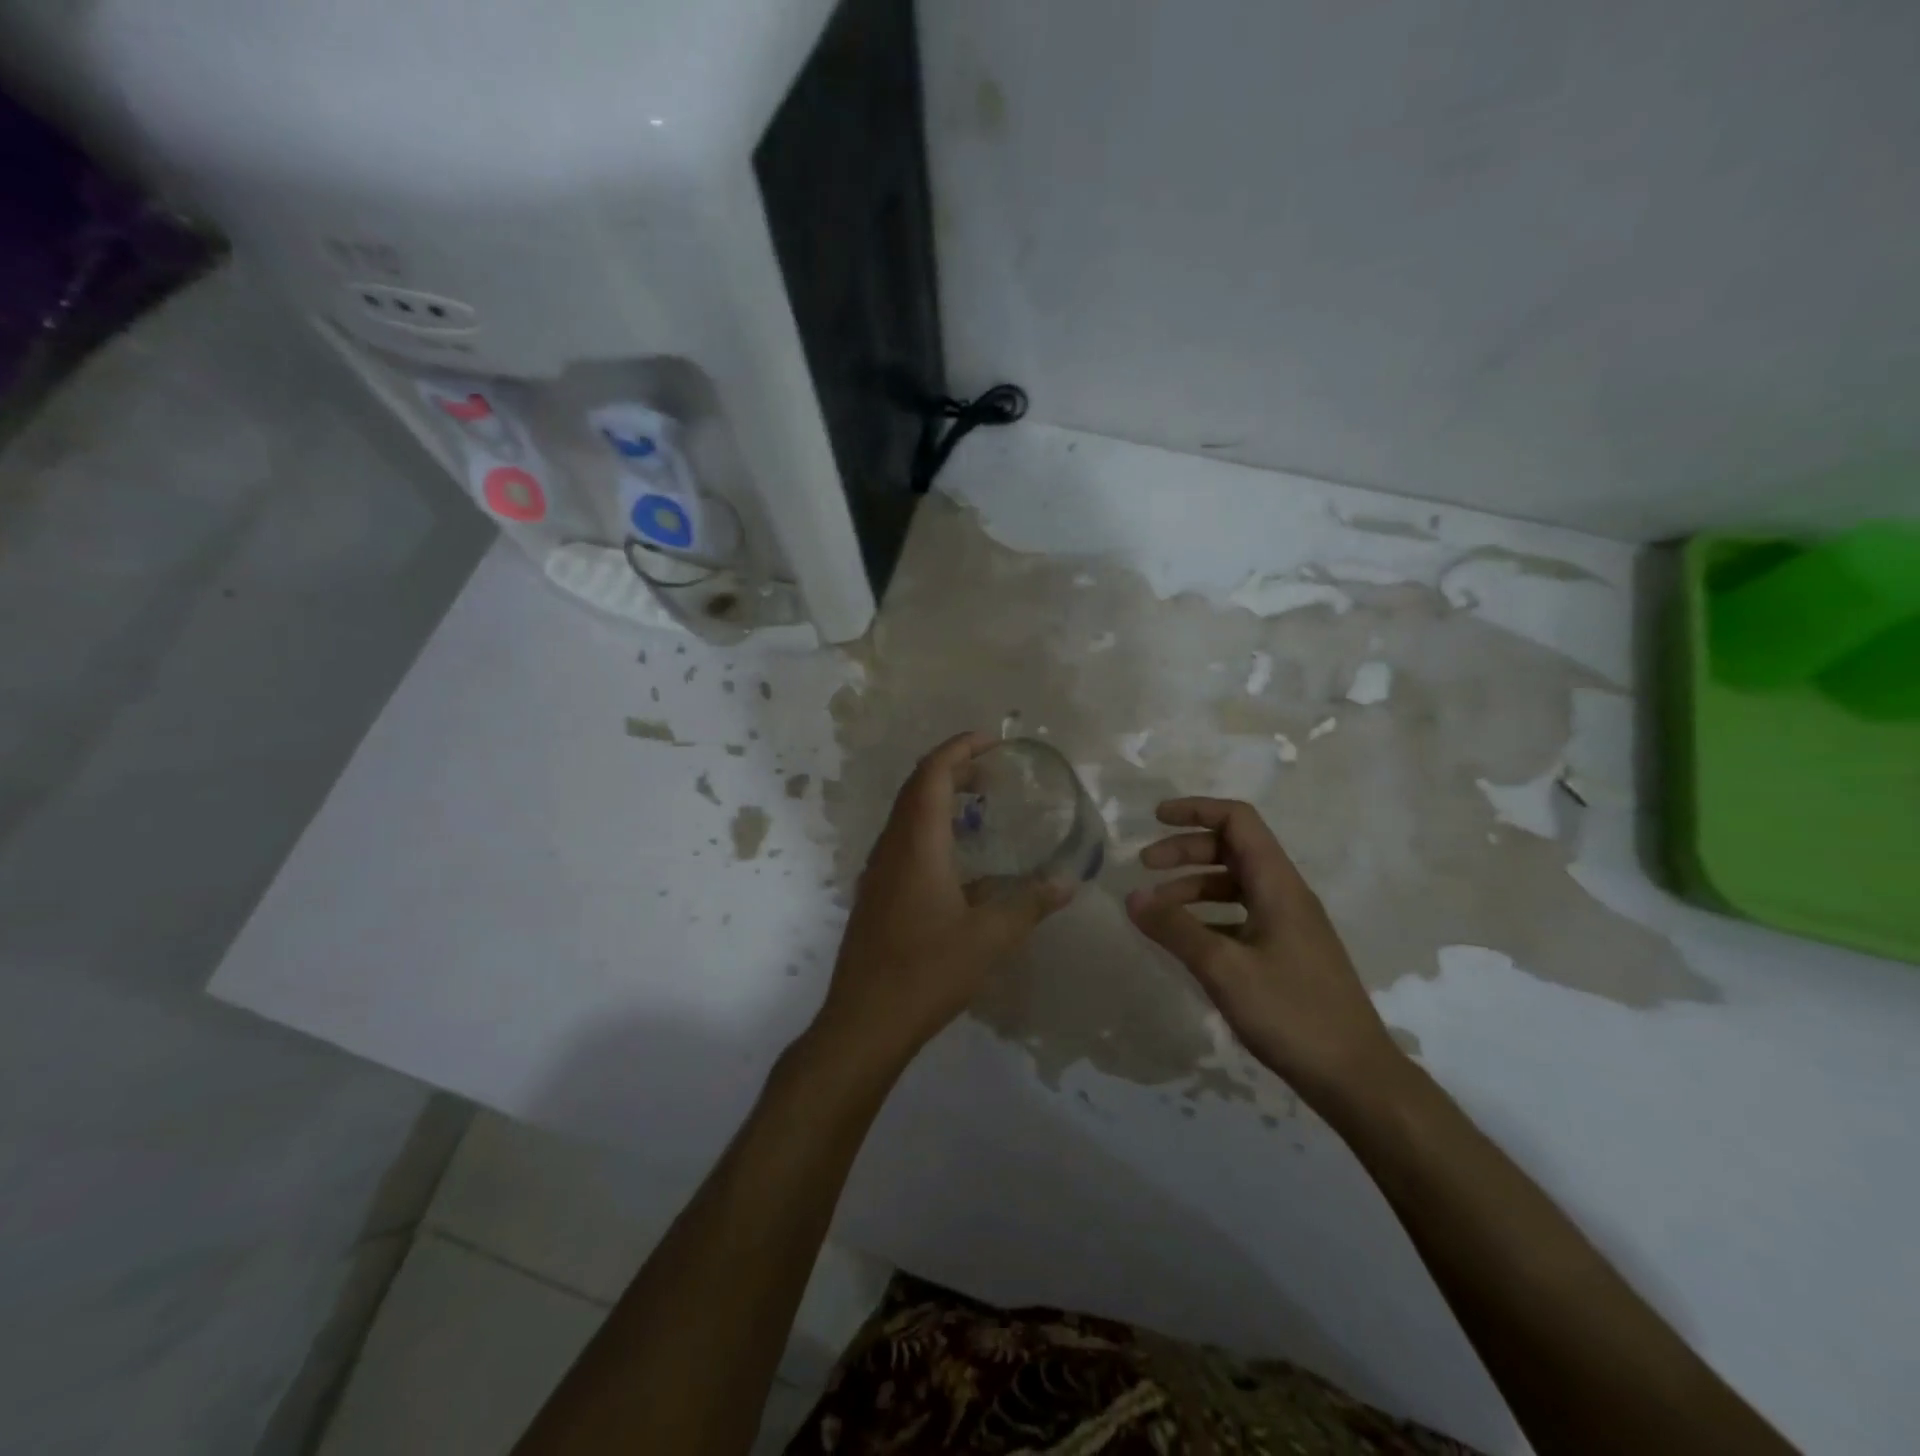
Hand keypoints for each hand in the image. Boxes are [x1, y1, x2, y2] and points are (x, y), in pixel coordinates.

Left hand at [817, 732, 1069, 1068]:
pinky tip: (958, 860)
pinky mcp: (876, 894)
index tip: (990, 740)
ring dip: (940, 799)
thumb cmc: (927, 970)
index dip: (958, 749)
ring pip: (907, 816)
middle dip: (952, 770)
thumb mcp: (989, 937)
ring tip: (978, 805)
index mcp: (916, 844)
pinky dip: (931, 829)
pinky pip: (903, 842)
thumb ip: (1029, 904)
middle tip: (991, 771)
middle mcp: (892, 848)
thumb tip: (1068, 882)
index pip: (932, 775)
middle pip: (916, 789)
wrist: (865, 1020)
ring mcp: (879, 871)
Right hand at [1125, 797, 1399, 1103]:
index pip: (1238, 821)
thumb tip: (1132, 895)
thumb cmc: (1292, 1014)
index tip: (1155, 818)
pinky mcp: (1286, 953)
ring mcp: (1288, 925)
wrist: (1356, 1078)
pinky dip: (1208, 916)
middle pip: (1232, 849)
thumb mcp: (1224, 969)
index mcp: (1278, 885)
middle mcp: (1285, 895)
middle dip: (1185, 850)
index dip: (1196, 810)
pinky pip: (1240, 916)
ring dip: (1193, 886)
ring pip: (1234, 885)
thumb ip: (1175, 929)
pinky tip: (1186, 940)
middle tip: (1145, 866)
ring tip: (1156, 910)